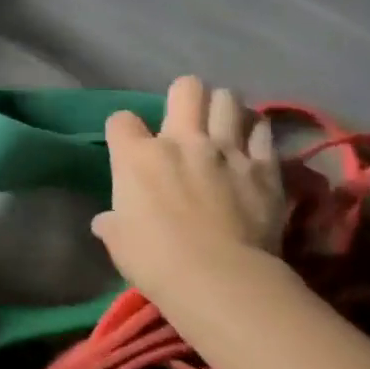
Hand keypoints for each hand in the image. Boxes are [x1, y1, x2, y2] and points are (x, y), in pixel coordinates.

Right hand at [92, 76, 285, 302]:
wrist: (220, 280)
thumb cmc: (157, 261)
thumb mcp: (119, 243)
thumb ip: (113, 224)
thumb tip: (105, 222)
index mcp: (137, 156)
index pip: (121, 120)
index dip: (123, 130)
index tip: (128, 146)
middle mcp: (181, 141)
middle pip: (186, 88)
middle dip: (184, 96)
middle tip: (186, 118)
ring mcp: (226, 150)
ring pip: (229, 99)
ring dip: (224, 108)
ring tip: (223, 125)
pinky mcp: (264, 168)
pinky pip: (263, 131)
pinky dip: (256, 133)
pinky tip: (252, 145)